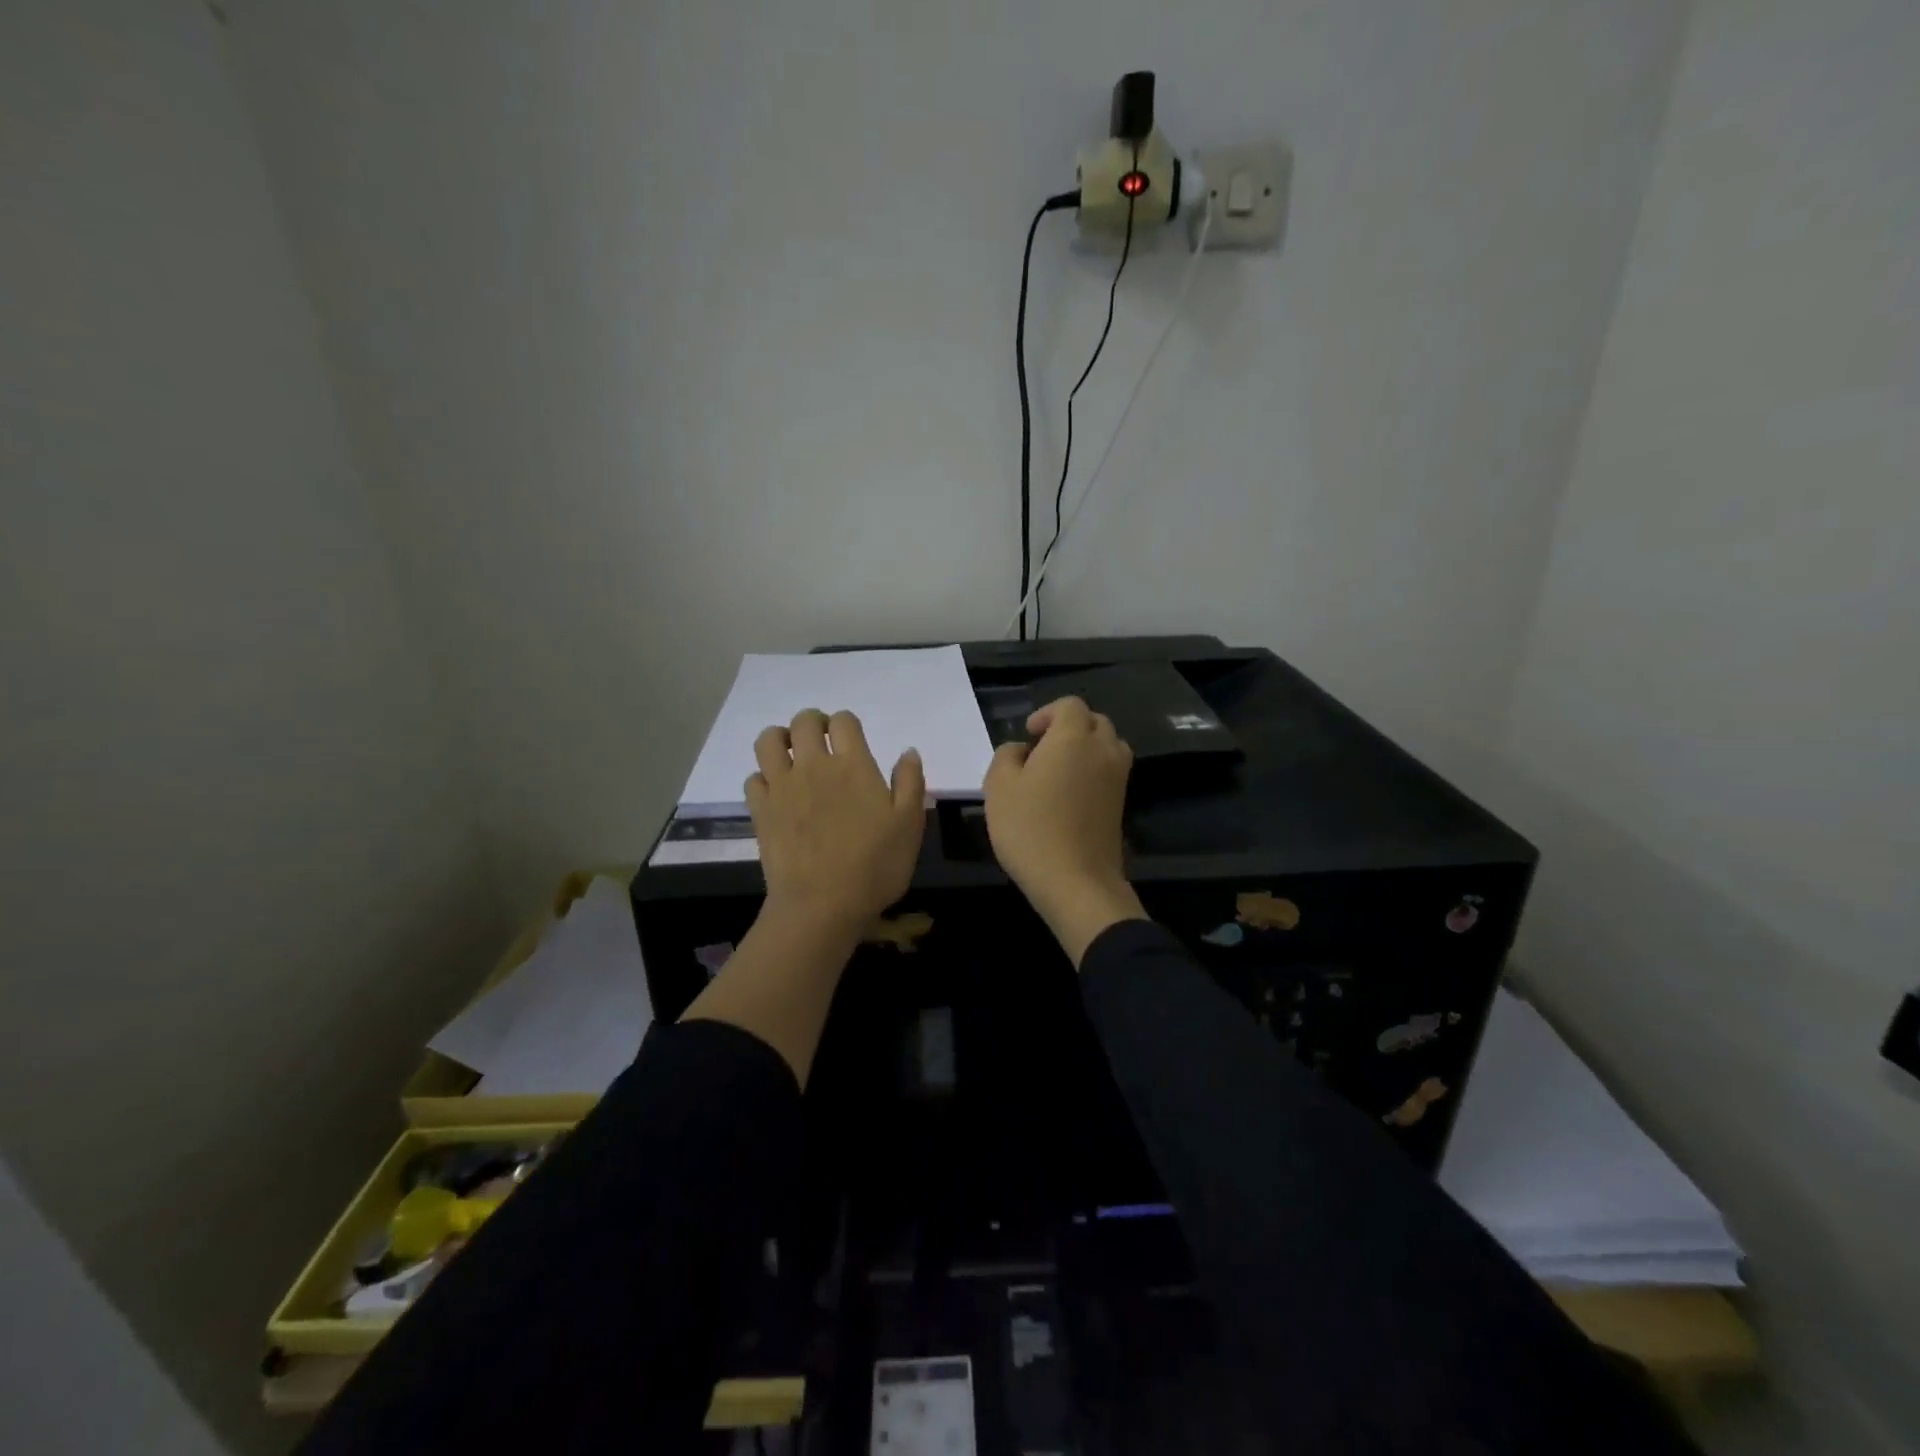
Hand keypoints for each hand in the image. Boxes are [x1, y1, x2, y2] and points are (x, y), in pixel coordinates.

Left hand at [747, 708, 926, 933]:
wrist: (822, 905)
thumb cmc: (874, 866)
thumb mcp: (909, 825)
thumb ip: (910, 782)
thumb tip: (907, 751)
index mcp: (852, 764)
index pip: (843, 720)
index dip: (847, 724)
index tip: (852, 740)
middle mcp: (813, 765)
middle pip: (803, 721)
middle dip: (813, 723)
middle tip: (822, 741)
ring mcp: (782, 786)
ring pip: (768, 741)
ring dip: (780, 739)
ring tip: (793, 756)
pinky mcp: (760, 810)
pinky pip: (753, 778)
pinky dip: (763, 777)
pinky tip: (777, 792)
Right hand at [983, 696, 1146, 965]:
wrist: (1076, 881)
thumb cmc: (1031, 828)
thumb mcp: (998, 787)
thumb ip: (1006, 756)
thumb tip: (1021, 750)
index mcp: (1073, 737)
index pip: (1070, 706)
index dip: (1048, 713)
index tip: (1029, 734)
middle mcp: (1103, 750)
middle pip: (1095, 722)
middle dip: (1070, 727)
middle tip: (1043, 748)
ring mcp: (1118, 778)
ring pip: (1109, 745)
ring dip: (1087, 748)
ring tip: (1059, 770)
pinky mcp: (1122, 804)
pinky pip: (1111, 771)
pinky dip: (1094, 771)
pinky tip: (1070, 795)